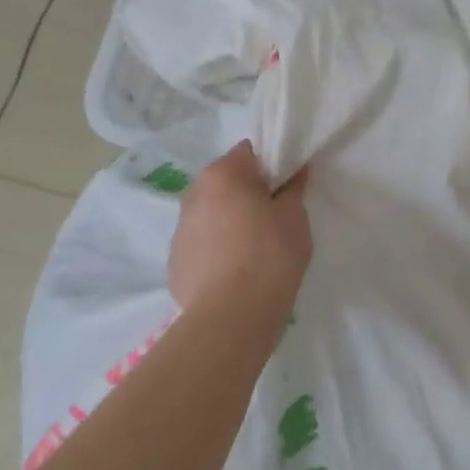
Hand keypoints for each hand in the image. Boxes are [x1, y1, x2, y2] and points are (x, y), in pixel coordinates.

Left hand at [168, 141, 311, 315]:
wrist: (231, 317)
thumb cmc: (270, 257)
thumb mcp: (295, 218)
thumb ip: (294, 189)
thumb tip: (295, 171)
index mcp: (222, 174)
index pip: (249, 152)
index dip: (271, 167)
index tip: (286, 189)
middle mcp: (193, 193)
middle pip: (226, 182)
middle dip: (247, 194)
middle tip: (273, 219)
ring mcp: (179, 228)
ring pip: (211, 213)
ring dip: (229, 221)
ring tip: (253, 251)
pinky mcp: (175, 260)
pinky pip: (202, 244)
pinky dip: (217, 250)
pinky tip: (235, 273)